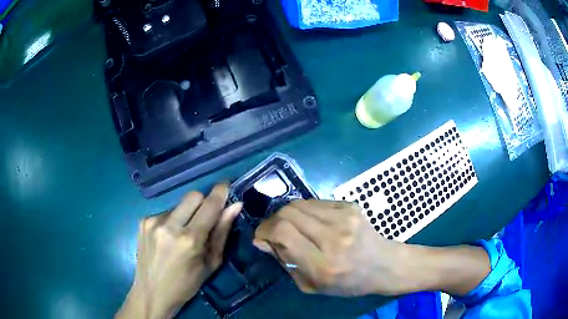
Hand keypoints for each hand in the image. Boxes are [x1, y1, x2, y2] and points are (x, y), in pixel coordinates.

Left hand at [116, 184, 241, 318]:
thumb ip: (222, 232)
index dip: (220, 193)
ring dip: (186, 214)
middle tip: (205, 219)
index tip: (226, 185)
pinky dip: (172, 220)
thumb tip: (235, 206)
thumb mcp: (210, 263)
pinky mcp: (143, 221)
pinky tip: (168, 238)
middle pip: (193, 195)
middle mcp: (168, 225)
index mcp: (189, 240)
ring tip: (182, 235)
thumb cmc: (186, 284)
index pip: (209, 205)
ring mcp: (152, 221)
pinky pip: (165, 212)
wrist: (152, 293)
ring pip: (179, 204)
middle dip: (203, 202)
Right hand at [253, 199, 489, 297]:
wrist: (383, 265)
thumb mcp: (312, 286)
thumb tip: (264, 241)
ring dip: (286, 214)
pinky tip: (309, 222)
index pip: (284, 233)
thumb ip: (286, 262)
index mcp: (324, 265)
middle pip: (288, 213)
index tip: (261, 238)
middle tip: (272, 232)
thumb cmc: (348, 283)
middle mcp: (334, 238)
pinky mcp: (350, 206)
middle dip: (272, 221)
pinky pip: (315, 202)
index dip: (265, 231)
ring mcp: (345, 218)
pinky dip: (304, 211)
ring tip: (288, 226)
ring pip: (299, 204)